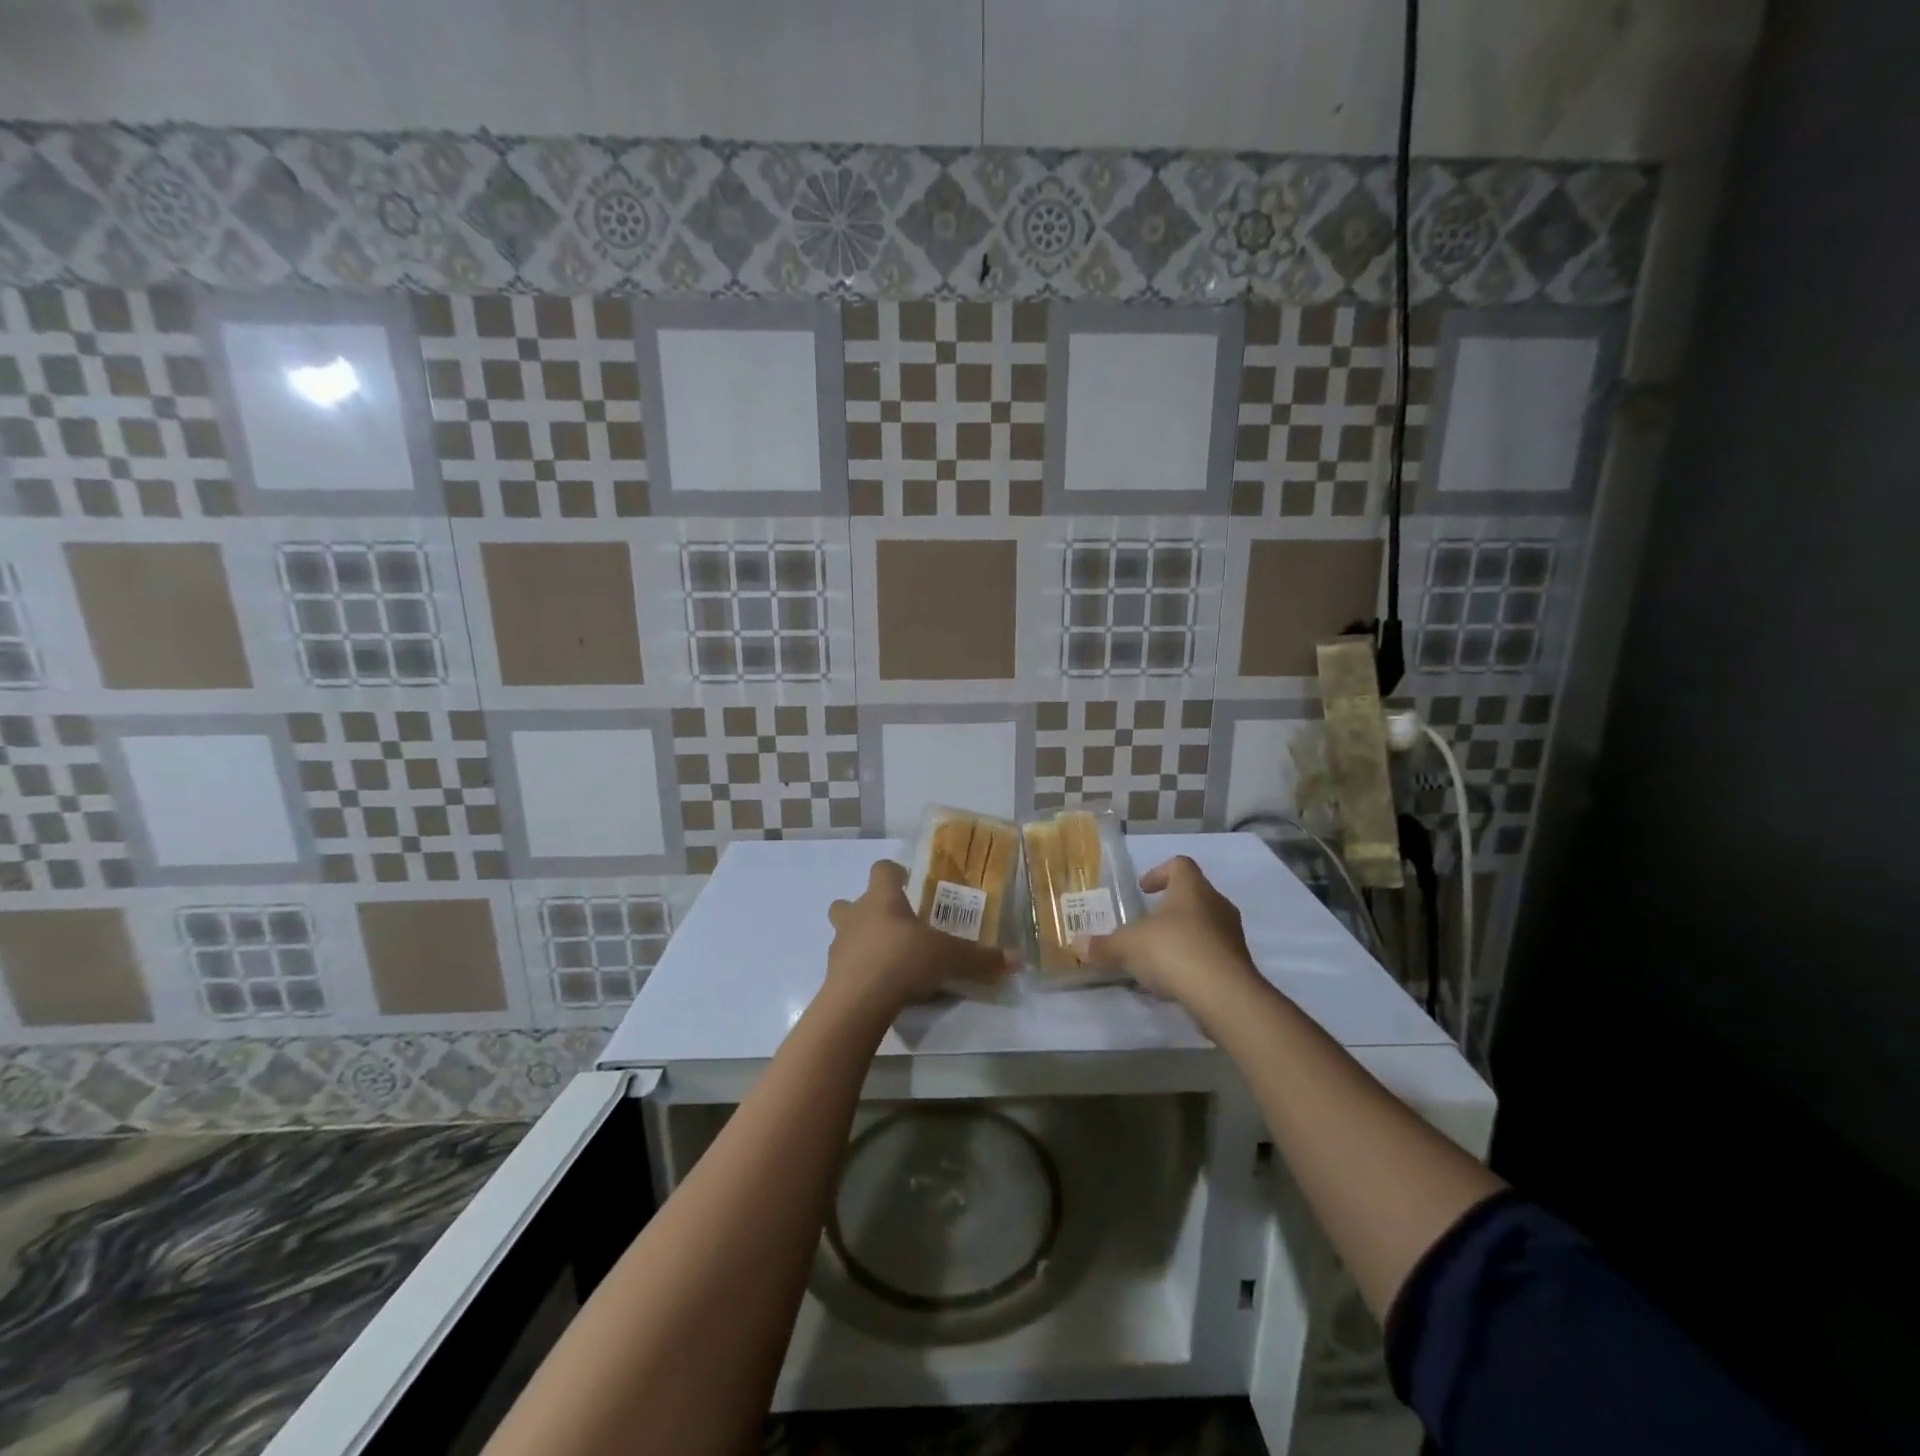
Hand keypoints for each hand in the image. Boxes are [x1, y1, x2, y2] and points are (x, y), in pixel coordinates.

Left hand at [825, 860, 1013, 1017]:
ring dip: (860, 940)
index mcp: (882, 898)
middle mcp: (855, 915)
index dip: (893, 872)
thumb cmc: (903, 961)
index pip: (882, 869)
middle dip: (867, 909)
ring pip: (844, 933)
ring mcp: (839, 945)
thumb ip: (981, 958)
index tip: (907, 881)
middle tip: (893, 924)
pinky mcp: (832, 975)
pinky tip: (880, 987)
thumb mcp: (949, 958)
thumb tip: (1019, 960)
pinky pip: (845, 965)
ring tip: (886, 959)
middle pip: (849, 900)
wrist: (858, 1002)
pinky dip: (859, 971)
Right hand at [1078, 855, 1258, 1008]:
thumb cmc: (1173, 951)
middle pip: (1193, 896)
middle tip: (1145, 924)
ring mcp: (1231, 935)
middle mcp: (1216, 905)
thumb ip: (1103, 945)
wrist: (1224, 996)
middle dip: (1168, 909)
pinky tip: (1171, 983)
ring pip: (1203, 927)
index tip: (1143, 889)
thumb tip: (1077, 945)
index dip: (1159, 872)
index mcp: (1192, 888)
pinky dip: (1191, 963)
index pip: (1180, 864)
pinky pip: (1210, 955)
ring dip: (1180, 937)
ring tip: (1155, 958)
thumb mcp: (1128, 947)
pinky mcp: (1238, 965)